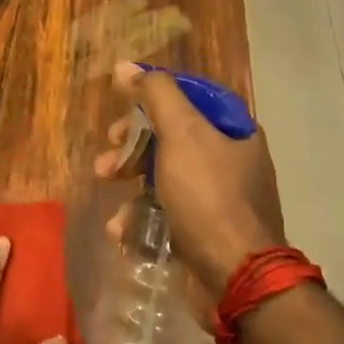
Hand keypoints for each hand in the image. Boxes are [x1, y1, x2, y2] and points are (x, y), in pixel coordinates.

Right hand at [93, 60, 285, 295]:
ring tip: (107, 192)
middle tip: (108, 156)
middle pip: (171, 137)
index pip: (190, 98)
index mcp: (234, 131)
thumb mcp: (181, 134)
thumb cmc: (209, 196)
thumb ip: (155, 95)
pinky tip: (122, 228)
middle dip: (132, 145)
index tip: (122, 108)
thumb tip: (125, 65)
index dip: (152, 98)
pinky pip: (165, 212)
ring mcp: (218, 199)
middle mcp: (230, 160)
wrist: (236, 277)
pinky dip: (140, 216)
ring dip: (129, 180)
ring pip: (163, 175)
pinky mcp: (203, 232)